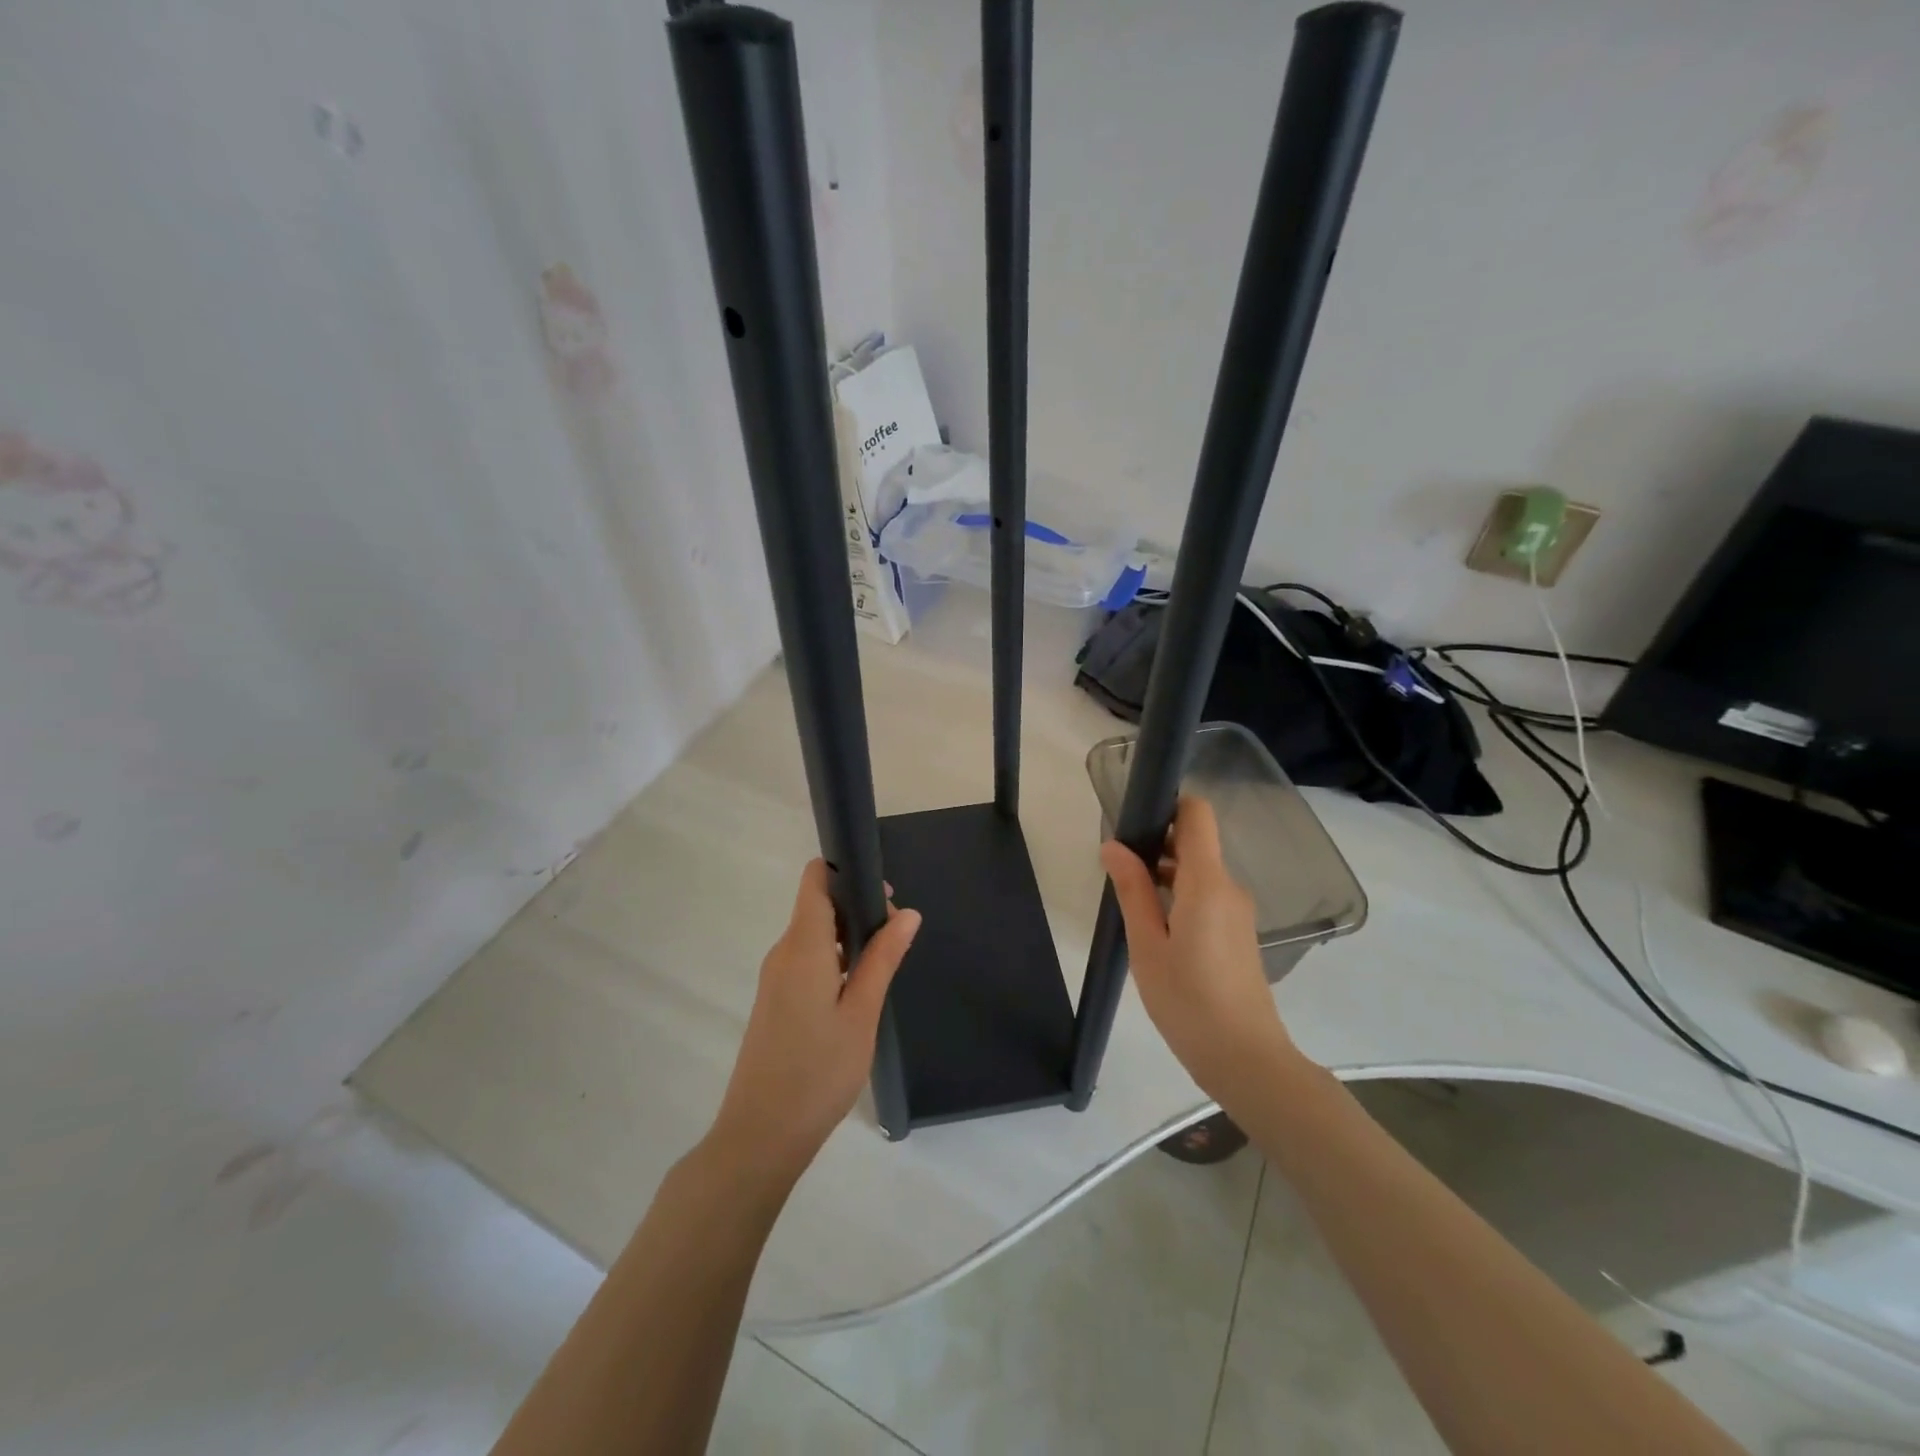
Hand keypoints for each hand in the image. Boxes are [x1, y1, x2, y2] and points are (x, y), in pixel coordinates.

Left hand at [707, 860, 920, 1182]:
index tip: (884, 895)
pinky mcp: (775, 1000)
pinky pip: (807, 959)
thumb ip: (883, 958)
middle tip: (898, 937)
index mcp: (803, 947)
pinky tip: (859, 990)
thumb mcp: (861, 1014)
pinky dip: (835, 959)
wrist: (760, 1136)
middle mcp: (783, 953)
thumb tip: (908, 913)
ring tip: (885, 965)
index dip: (848, 873)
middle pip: (819, 905)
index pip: (816, 880)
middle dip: (859, 908)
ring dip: (850, 937)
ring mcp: (775, 977)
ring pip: (815, 934)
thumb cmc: (818, 1073)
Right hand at [1100, 796, 1301, 1107]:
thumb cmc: (1188, 1000)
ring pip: (1200, 870)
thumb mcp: (1147, 945)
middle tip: (1118, 868)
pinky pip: (1207, 895)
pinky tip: (1155, 926)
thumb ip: (1132, 889)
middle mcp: (1229, 887)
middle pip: (1196, 842)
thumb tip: (1114, 846)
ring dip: (1166, 873)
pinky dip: (1180, 895)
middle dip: (1157, 844)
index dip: (1168, 807)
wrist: (1245, 1059)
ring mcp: (1238, 911)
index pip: (1198, 815)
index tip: (1134, 823)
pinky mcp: (1238, 932)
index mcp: (1207, 883)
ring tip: (1130, 900)